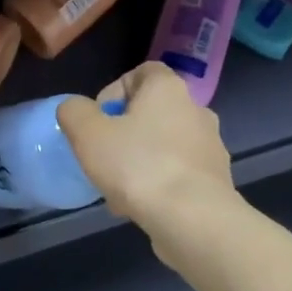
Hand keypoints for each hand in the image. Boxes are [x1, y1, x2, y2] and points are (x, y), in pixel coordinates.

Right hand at [57, 63, 237, 248]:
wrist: (193, 218)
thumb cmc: (138, 166)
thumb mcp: (89, 135)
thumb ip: (75, 112)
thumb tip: (75, 108)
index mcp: (168, 88)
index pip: (142, 72)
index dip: (115, 91)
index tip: (99, 120)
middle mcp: (196, 109)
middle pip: (153, 111)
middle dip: (126, 132)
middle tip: (104, 157)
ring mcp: (211, 144)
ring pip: (166, 144)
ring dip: (141, 160)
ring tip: (118, 190)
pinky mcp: (216, 177)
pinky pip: (180, 171)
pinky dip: (160, 182)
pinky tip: (141, 206)